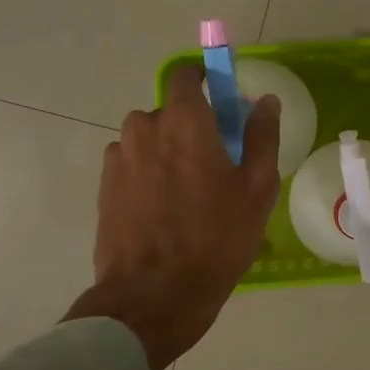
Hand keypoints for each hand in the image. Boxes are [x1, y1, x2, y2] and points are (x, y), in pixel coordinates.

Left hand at [66, 65, 280, 369]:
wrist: (153, 294)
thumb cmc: (216, 238)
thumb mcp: (257, 188)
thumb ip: (262, 136)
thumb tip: (265, 101)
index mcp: (184, 121)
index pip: (187, 75)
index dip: (205, 80)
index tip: (221, 102)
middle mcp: (145, 128)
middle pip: (171, 113)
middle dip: (191, 128)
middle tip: (214, 166)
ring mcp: (119, 157)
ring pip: (150, 141)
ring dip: (167, 154)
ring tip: (187, 197)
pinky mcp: (104, 186)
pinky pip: (133, 166)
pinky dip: (148, 177)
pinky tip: (163, 212)